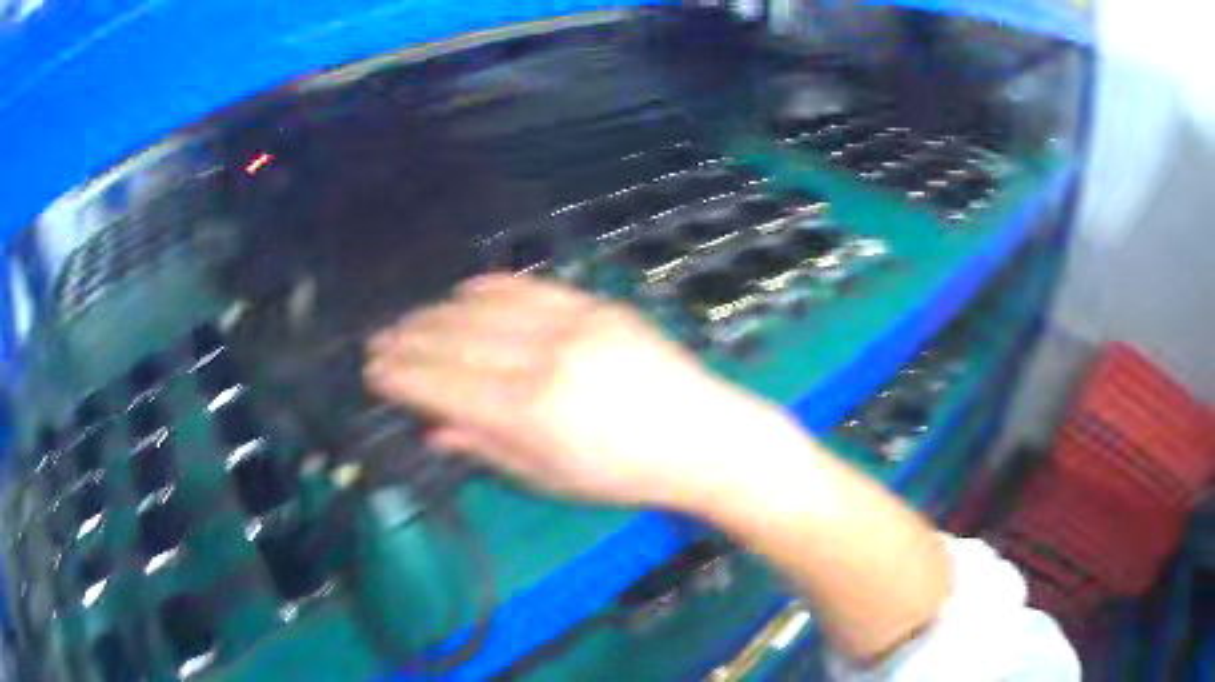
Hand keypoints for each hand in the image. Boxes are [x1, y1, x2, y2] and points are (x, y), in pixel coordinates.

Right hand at [365, 274, 777, 508]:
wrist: (702, 436)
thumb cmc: (625, 475)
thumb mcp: (551, 479)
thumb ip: (487, 448)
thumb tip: (431, 428)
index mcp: (532, 414)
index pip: (445, 387)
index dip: (403, 377)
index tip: (373, 371)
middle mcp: (544, 359)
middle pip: (457, 343)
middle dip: (409, 341)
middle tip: (378, 342)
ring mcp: (573, 324)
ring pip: (485, 309)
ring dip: (438, 313)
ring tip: (409, 320)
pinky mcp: (596, 305)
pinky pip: (529, 287)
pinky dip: (489, 288)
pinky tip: (462, 292)